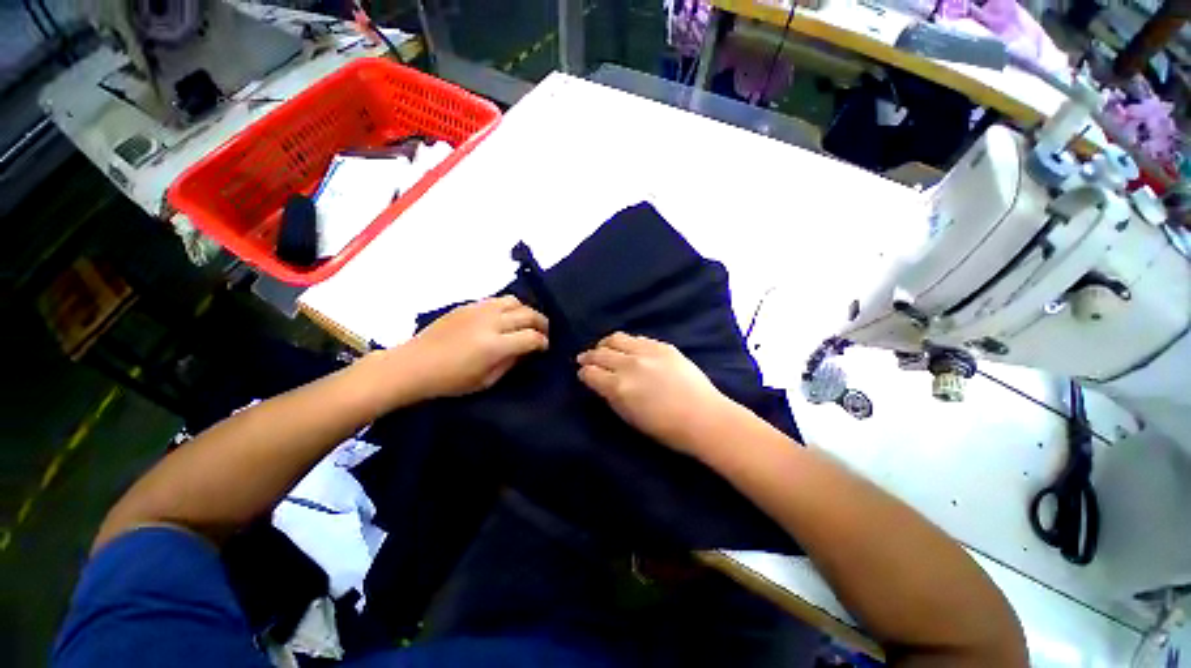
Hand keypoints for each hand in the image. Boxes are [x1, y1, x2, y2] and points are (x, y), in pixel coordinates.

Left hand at [399, 296, 547, 399]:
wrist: (413, 365)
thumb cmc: (449, 381)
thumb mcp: (486, 381)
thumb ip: (510, 363)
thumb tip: (527, 351)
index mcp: (494, 346)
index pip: (531, 337)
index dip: (543, 342)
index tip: (544, 347)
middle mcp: (490, 322)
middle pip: (528, 314)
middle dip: (541, 324)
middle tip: (542, 333)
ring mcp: (479, 310)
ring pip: (515, 301)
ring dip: (526, 311)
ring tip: (525, 322)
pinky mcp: (468, 305)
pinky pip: (497, 300)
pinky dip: (508, 307)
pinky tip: (505, 318)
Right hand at [577, 332, 736, 454]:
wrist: (703, 417)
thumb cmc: (665, 428)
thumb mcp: (630, 418)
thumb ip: (611, 397)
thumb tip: (601, 383)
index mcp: (618, 386)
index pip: (591, 372)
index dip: (583, 373)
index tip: (582, 373)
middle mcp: (629, 364)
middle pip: (600, 353)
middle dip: (589, 356)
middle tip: (585, 358)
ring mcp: (646, 352)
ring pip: (617, 338)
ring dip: (605, 344)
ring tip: (603, 348)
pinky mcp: (662, 346)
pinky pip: (637, 338)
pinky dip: (627, 342)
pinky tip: (627, 347)